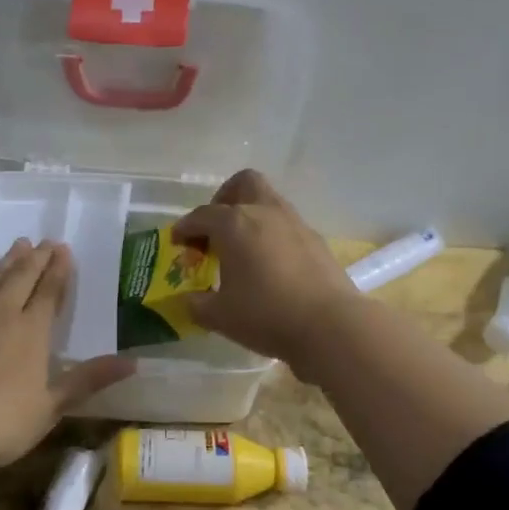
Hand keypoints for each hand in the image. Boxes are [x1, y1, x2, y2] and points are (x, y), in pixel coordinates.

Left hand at [0, 239, 132, 471]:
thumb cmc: (0, 422)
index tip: (64, 249)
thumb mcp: (51, 406)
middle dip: (36, 257)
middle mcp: (0, 312)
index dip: (59, 269)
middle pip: (21, 276)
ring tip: (17, 246)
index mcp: (31, 330)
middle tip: (44, 242)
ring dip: (5, 261)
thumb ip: (89, 380)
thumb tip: (134, 363)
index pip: (50, 291)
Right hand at [171, 169, 358, 364]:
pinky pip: (286, 225)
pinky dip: (272, 235)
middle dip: (225, 199)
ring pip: (269, 201)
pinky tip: (270, 264)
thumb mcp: (220, 316)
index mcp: (234, 223)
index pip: (201, 216)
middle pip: (243, 184)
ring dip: (251, 215)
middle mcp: (264, 212)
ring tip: (242, 248)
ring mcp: (294, 223)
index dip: (185, 228)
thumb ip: (197, 305)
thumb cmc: (266, 314)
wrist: (330, 325)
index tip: (178, 242)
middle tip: (215, 228)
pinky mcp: (316, 240)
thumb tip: (188, 301)